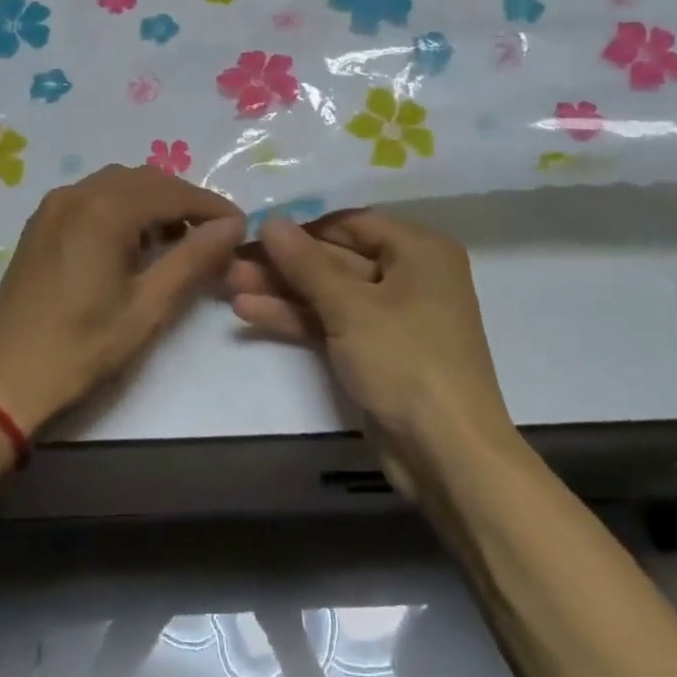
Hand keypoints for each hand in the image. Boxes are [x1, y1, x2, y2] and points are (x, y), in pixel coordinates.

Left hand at [0, 166, 245, 435]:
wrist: (2, 378)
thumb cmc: (81, 347)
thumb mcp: (147, 308)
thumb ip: (193, 259)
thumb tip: (233, 226)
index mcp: (104, 210)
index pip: (173, 192)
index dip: (212, 207)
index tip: (241, 228)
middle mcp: (78, 193)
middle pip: (147, 180)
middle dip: (184, 201)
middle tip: (212, 237)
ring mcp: (55, 205)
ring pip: (119, 184)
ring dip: (154, 202)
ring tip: (177, 241)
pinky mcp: (42, 222)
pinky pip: (94, 196)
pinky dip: (123, 207)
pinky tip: (133, 242)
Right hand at [226, 211, 508, 466]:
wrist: (448, 455)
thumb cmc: (406, 361)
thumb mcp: (351, 307)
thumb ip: (306, 263)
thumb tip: (270, 221)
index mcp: (419, 250)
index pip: (350, 223)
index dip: (302, 225)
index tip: (254, 227)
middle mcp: (409, 275)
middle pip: (336, 258)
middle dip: (284, 262)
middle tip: (232, 258)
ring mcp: (391, 317)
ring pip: (329, 293)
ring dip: (282, 290)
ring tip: (228, 283)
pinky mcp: (375, 351)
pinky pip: (332, 323)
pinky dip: (296, 318)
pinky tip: (249, 312)